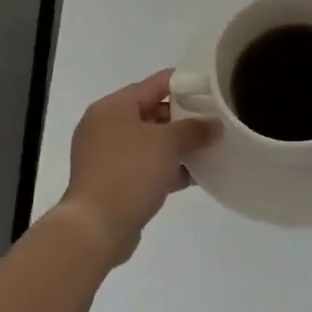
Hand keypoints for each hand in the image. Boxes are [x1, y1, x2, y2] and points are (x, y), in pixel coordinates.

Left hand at [59, 70, 218, 265]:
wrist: (96, 228)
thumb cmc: (130, 172)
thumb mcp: (168, 144)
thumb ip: (195, 129)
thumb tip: (214, 124)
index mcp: (113, 107)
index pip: (155, 84)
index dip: (185, 83)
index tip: (212, 87)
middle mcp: (106, 126)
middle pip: (152, 112)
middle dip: (185, 118)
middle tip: (215, 120)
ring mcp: (107, 156)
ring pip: (150, 142)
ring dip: (178, 146)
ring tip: (211, 147)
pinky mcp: (113, 181)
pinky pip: (145, 166)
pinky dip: (167, 168)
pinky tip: (195, 175)